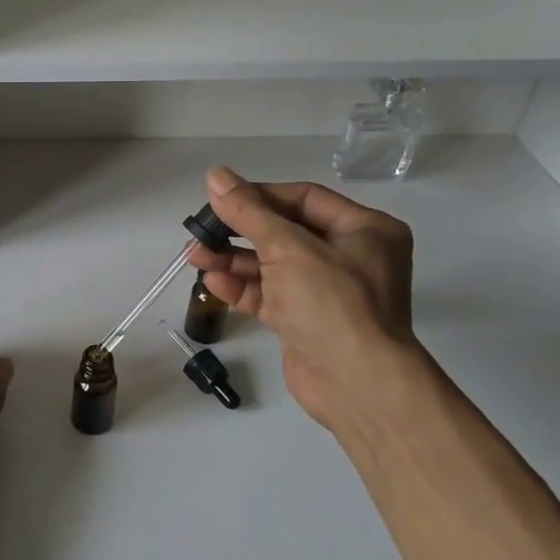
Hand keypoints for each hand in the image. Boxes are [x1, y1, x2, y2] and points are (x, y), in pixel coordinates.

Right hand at [187, 167, 420, 437]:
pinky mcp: (306, 321)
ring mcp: (327, 291)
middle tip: (200, 229)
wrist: (357, 385)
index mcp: (364, 229)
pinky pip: (270, 294)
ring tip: (195, 256)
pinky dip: (242, 288)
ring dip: (233, 260)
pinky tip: (212, 283)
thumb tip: (215, 175)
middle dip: (239, 230)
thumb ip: (248, 212)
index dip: (259, 195)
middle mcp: (349, 256)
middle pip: (284, 231)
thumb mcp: (287, 248)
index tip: (219, 198)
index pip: (303, 198)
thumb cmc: (332, 304)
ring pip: (272, 265)